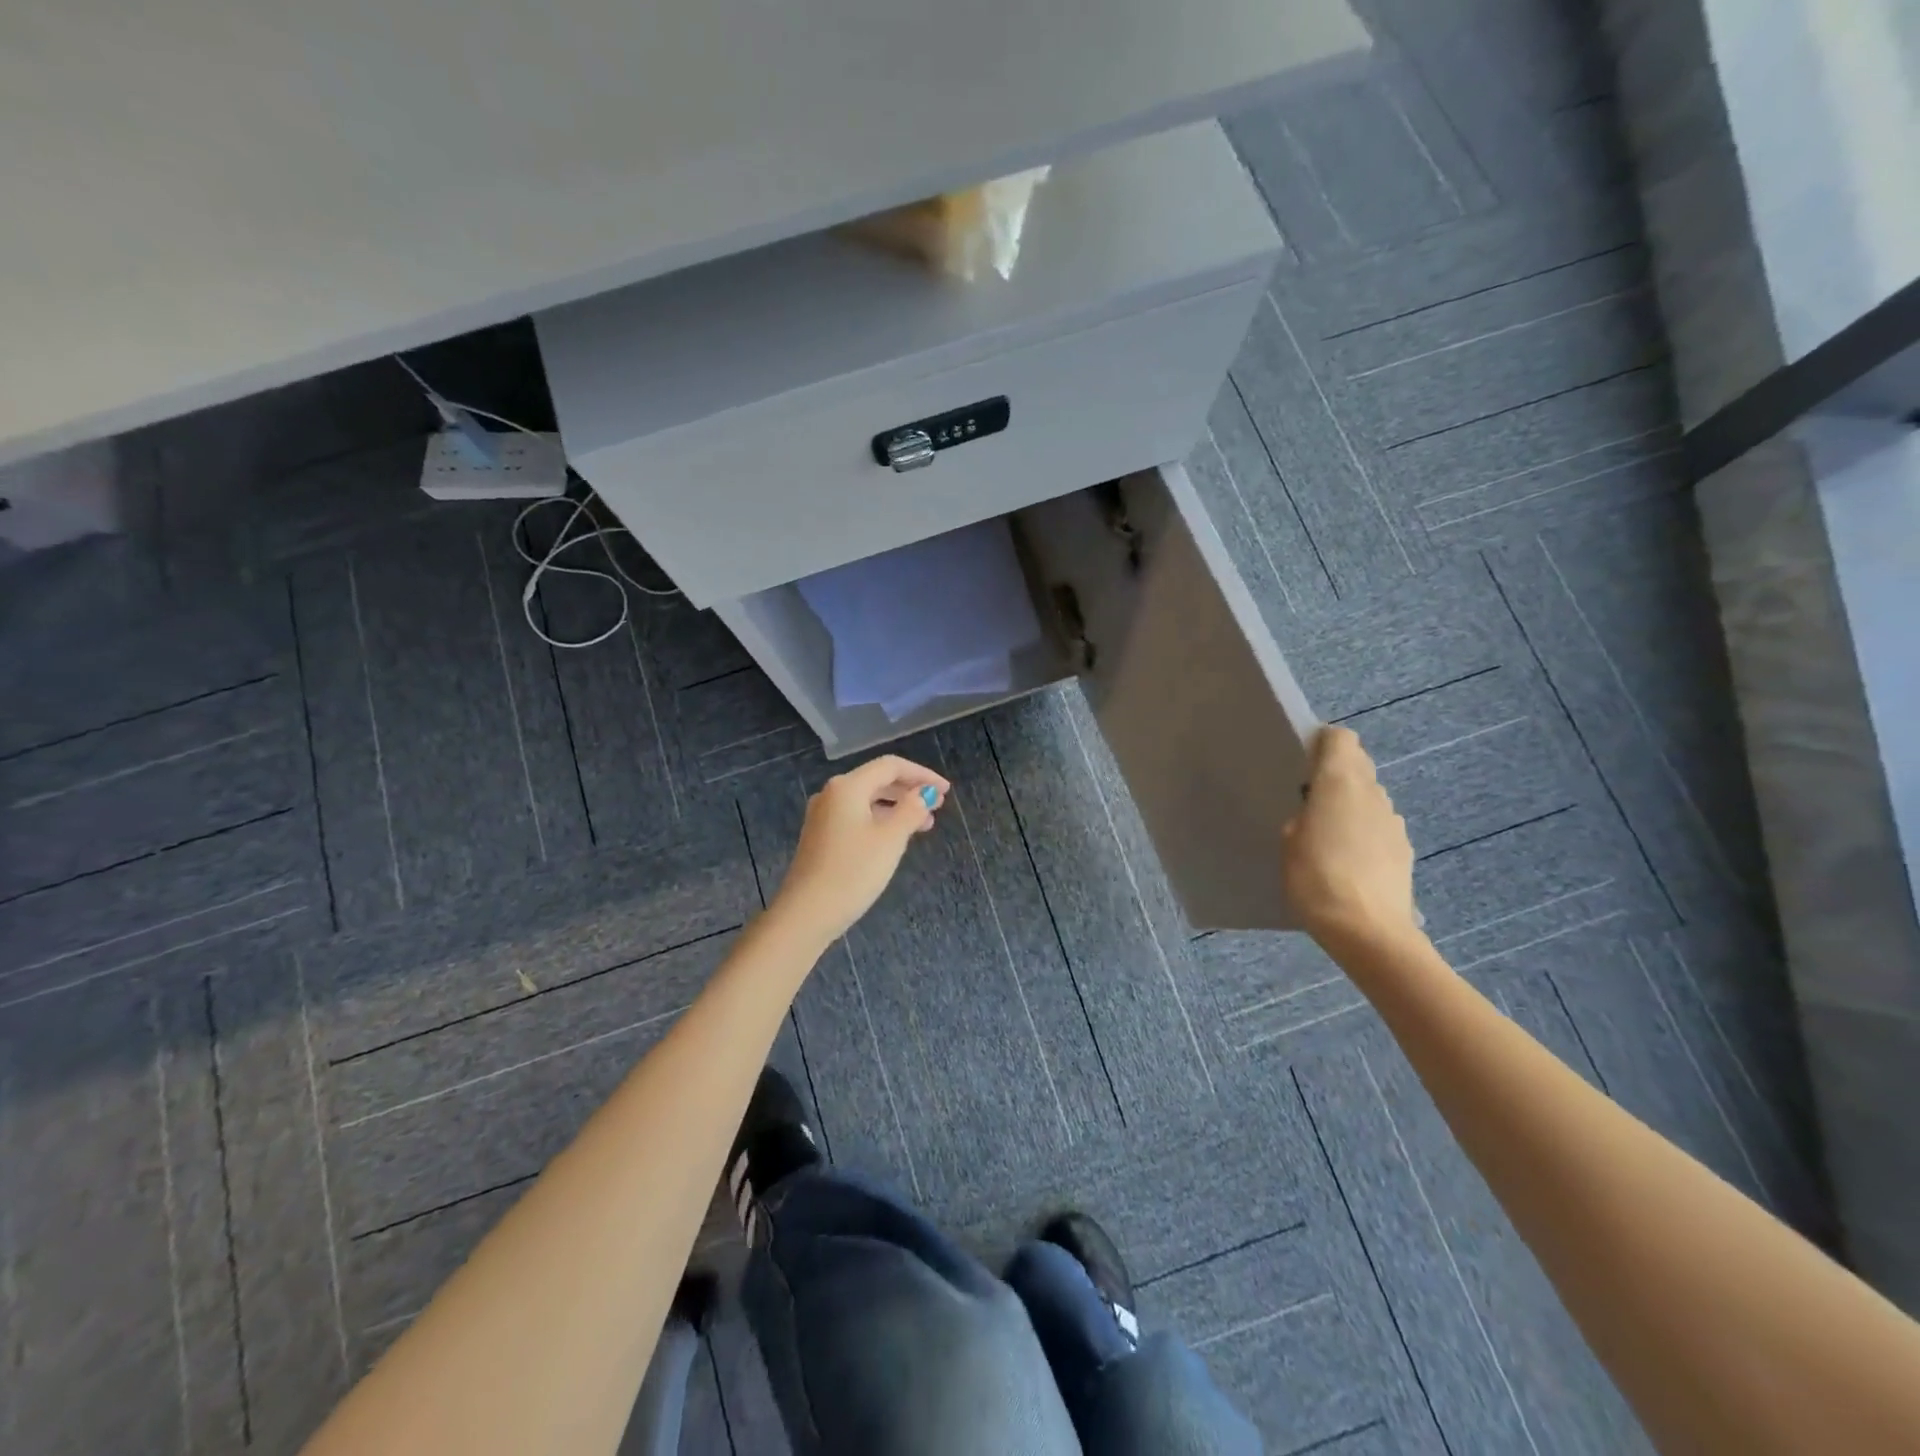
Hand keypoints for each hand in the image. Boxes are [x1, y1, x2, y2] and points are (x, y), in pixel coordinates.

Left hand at [769, 755, 949, 945]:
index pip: (890, 766)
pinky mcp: (821, 837)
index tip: (946, 791)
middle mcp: (832, 794)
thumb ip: (911, 810)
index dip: (922, 774)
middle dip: (910, 790)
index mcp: (847, 787)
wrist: (806, 914)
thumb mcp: (890, 839)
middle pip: (877, 780)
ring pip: (867, 800)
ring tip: (924, 825)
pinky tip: (895, 838)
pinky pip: (857, 817)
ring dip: (897, 807)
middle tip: (938, 806)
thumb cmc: (853, 872)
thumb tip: (924, 793)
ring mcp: (823, 816)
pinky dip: (880, 820)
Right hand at [1282, 726, 1418, 947]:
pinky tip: (1350, 860)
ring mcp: (1393, 820)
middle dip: (1337, 773)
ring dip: (1352, 804)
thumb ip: (1305, 814)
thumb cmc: (1315, 877)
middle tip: (1311, 798)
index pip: (1342, 739)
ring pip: (1370, 796)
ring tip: (1329, 834)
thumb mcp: (1288, 840)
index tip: (1304, 760)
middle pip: (1359, 765)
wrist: (1367, 929)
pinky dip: (1365, 831)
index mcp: (1340, 781)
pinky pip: (1379, 825)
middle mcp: (1372, 792)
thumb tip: (1318, 812)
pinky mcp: (1404, 848)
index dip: (1324, 743)